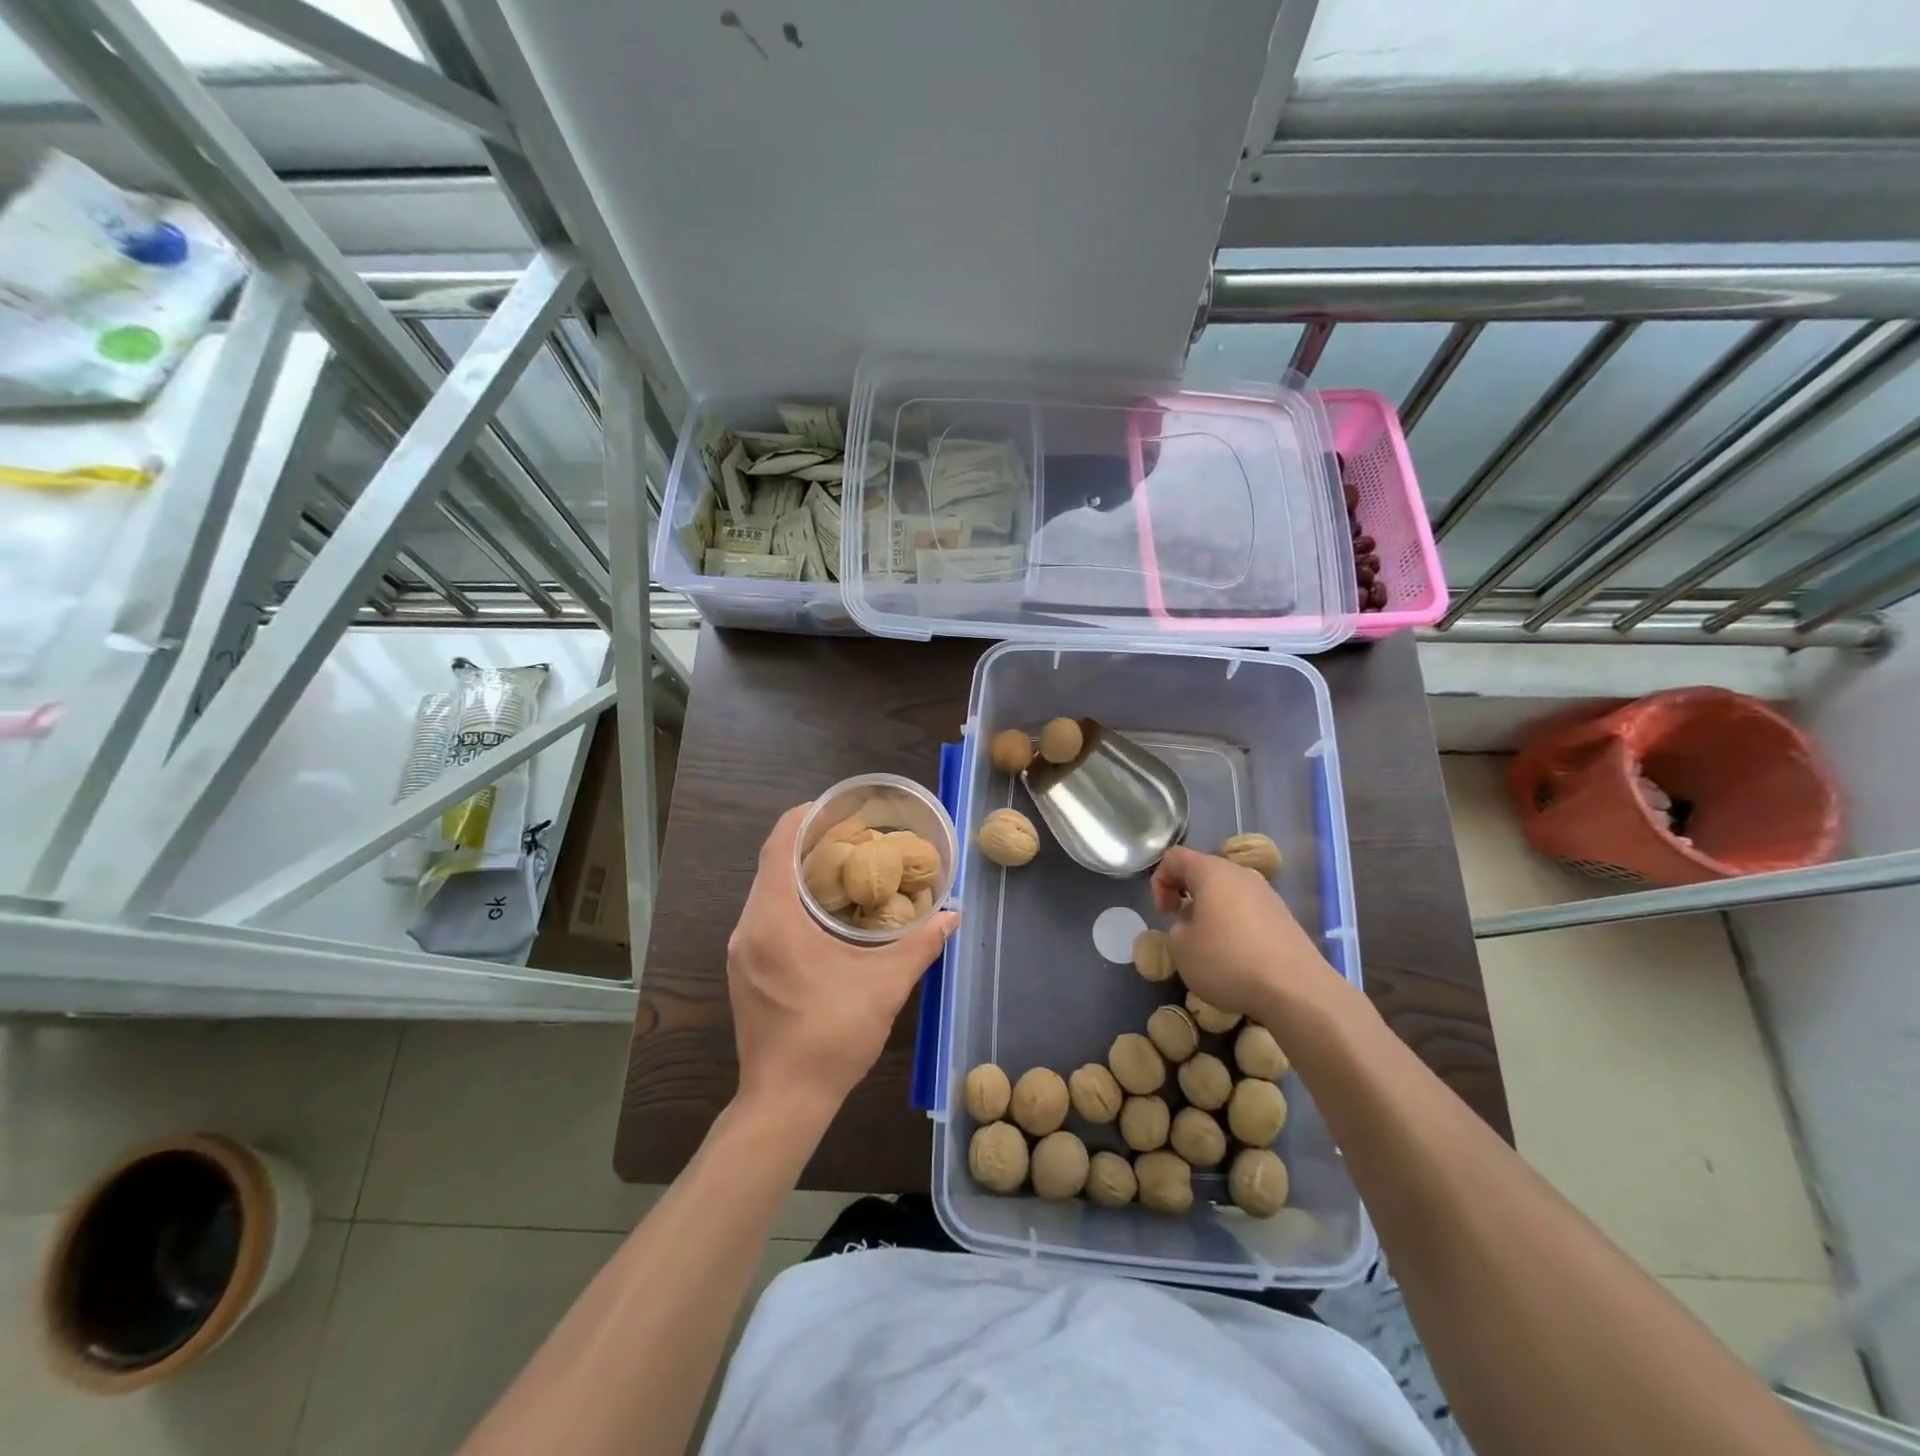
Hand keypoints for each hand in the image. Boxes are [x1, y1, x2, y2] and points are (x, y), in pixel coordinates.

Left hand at [727, 804, 959, 1118]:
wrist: (784, 1101)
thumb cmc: (832, 1036)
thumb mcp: (885, 986)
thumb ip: (920, 944)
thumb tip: (952, 915)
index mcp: (774, 920)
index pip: (778, 847)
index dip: (802, 818)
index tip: (834, 806)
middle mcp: (748, 928)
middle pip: (770, 865)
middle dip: (807, 844)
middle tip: (852, 836)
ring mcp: (741, 951)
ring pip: (766, 892)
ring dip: (798, 874)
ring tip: (843, 868)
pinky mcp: (744, 970)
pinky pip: (763, 916)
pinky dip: (790, 900)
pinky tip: (824, 912)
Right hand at [1150, 846, 1337, 1020]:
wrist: (1296, 990)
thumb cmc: (1228, 961)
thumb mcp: (1180, 947)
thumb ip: (1175, 927)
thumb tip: (1192, 923)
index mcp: (1212, 871)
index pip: (1174, 857)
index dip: (1159, 882)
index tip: (1164, 915)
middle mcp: (1241, 874)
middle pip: (1204, 872)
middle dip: (1186, 896)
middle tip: (1182, 928)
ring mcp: (1267, 895)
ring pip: (1227, 893)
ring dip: (1211, 912)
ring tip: (1209, 946)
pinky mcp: (1284, 918)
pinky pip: (1248, 912)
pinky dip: (1234, 926)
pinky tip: (1236, 958)